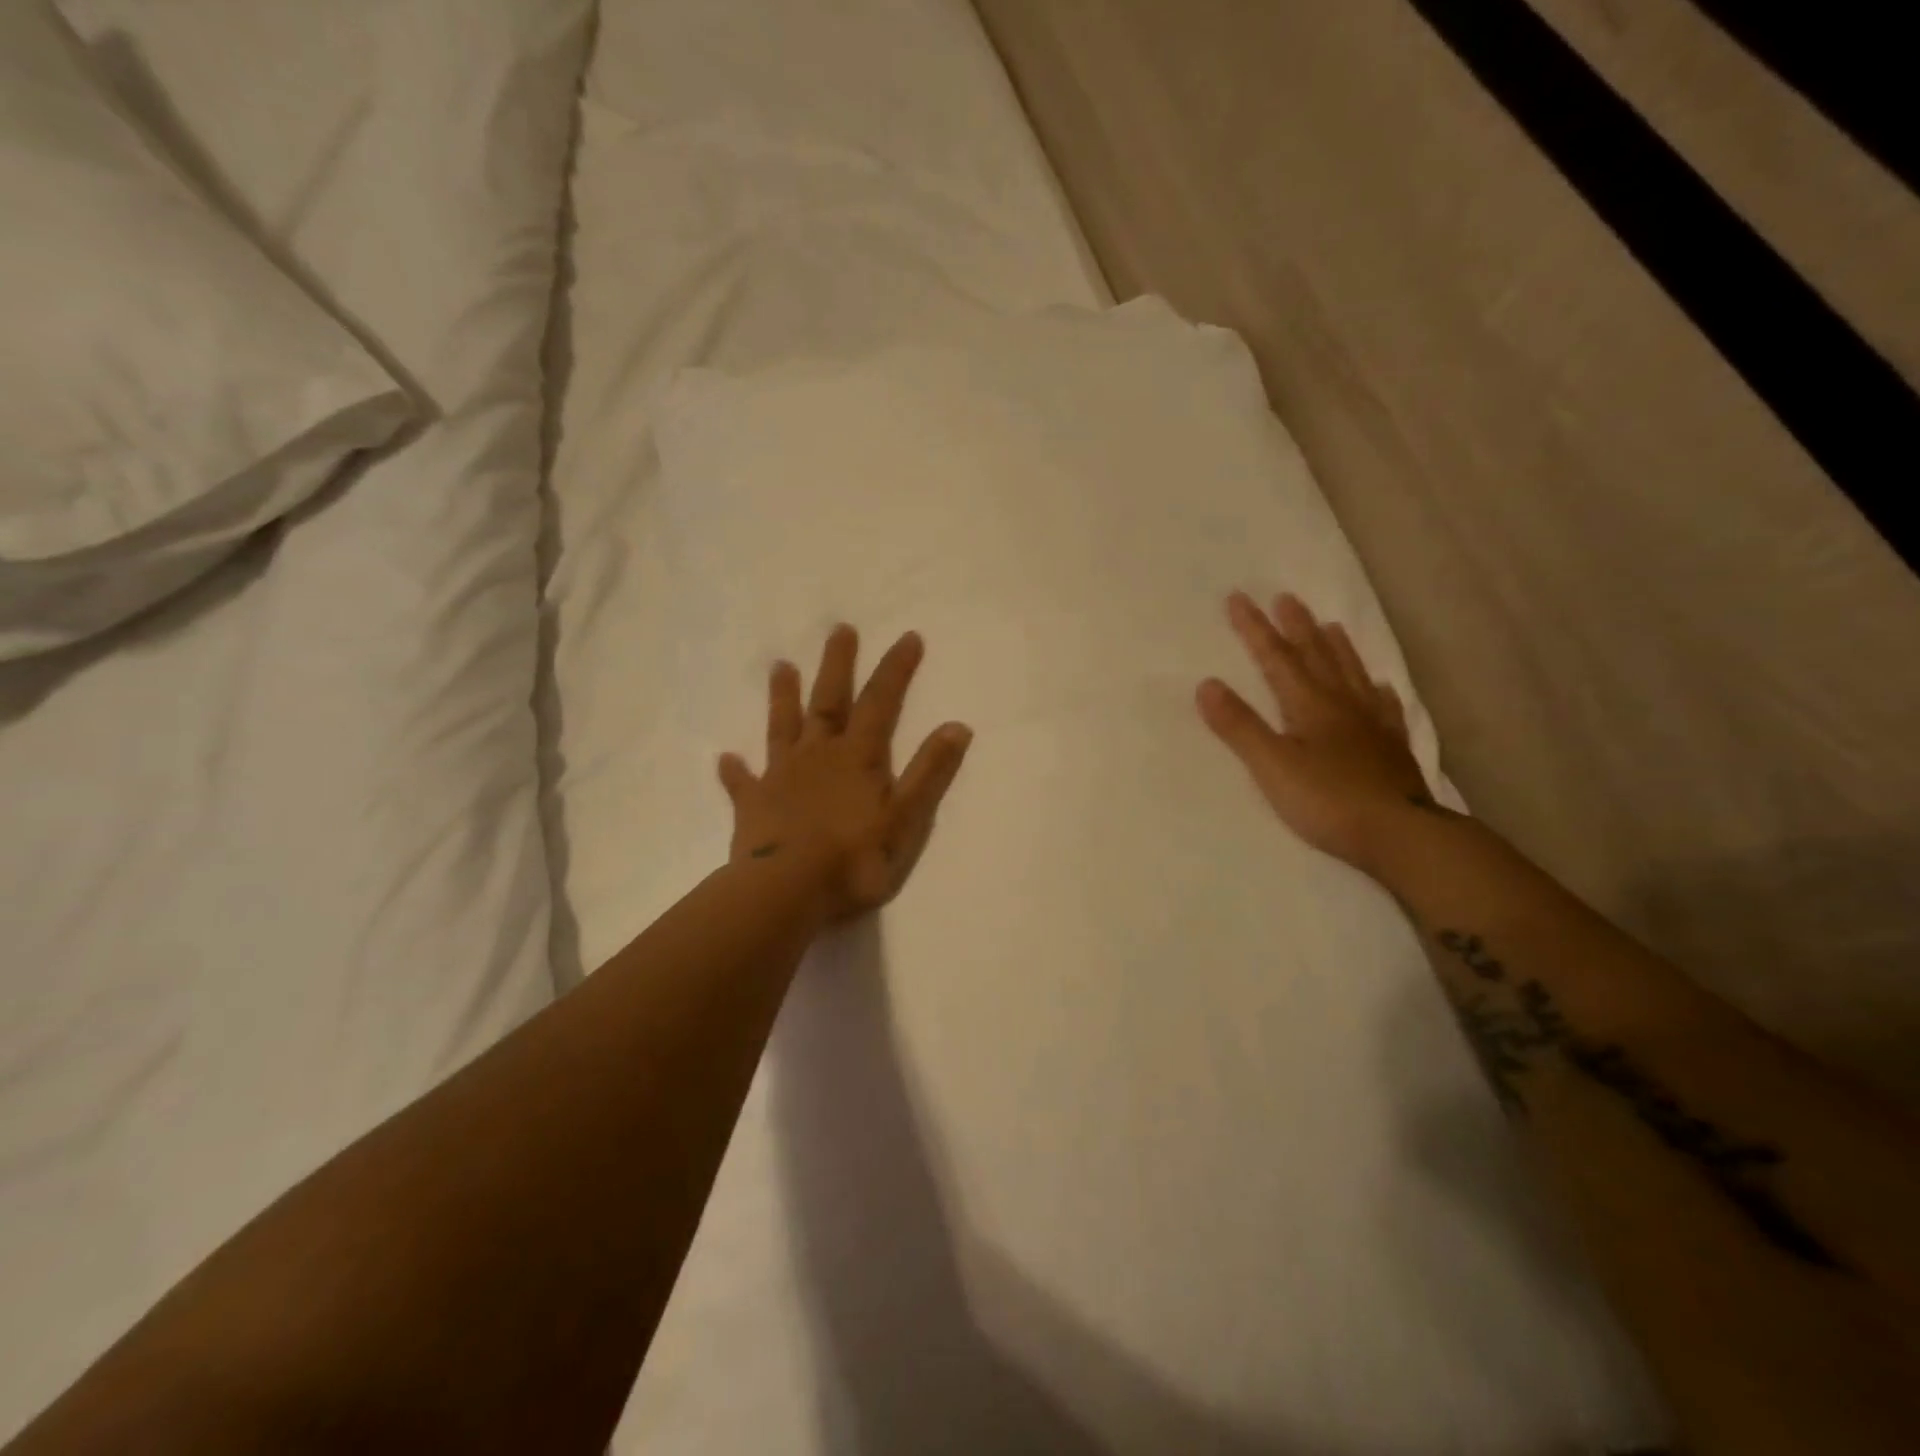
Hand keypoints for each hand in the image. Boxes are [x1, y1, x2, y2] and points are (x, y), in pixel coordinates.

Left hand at [719, 624, 973, 922]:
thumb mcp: (906, 817)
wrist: (787, 891)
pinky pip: (742, 782)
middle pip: (828, 701)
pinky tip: (725, 759)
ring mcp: (781, 777)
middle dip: (837, 665)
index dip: (896, 670)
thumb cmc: (854, 858)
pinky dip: (736, 770)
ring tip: (780, 665)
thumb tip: (958, 726)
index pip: (881, 703)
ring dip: (783, 696)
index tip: (907, 637)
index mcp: (857, 757)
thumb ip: (930, 772)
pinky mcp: (753, 805)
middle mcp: (818, 756)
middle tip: (839, 629)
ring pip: (783, 727)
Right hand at [1197, 591, 1435, 875]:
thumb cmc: (1327, 800)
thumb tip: (1206, 684)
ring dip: (1336, 647)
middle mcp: (1343, 704)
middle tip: (1286, 597)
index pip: (1276, 658)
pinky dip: (1376, 689)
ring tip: (1329, 624)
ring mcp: (1373, 724)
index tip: (1238, 598)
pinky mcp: (1392, 747)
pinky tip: (1378, 685)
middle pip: (1317, 656)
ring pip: (1351, 673)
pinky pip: (1384, 706)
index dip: (1255, 629)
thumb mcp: (1271, 765)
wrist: (1401, 834)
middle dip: (1296, 626)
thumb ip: (1239, 726)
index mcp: (1310, 704)